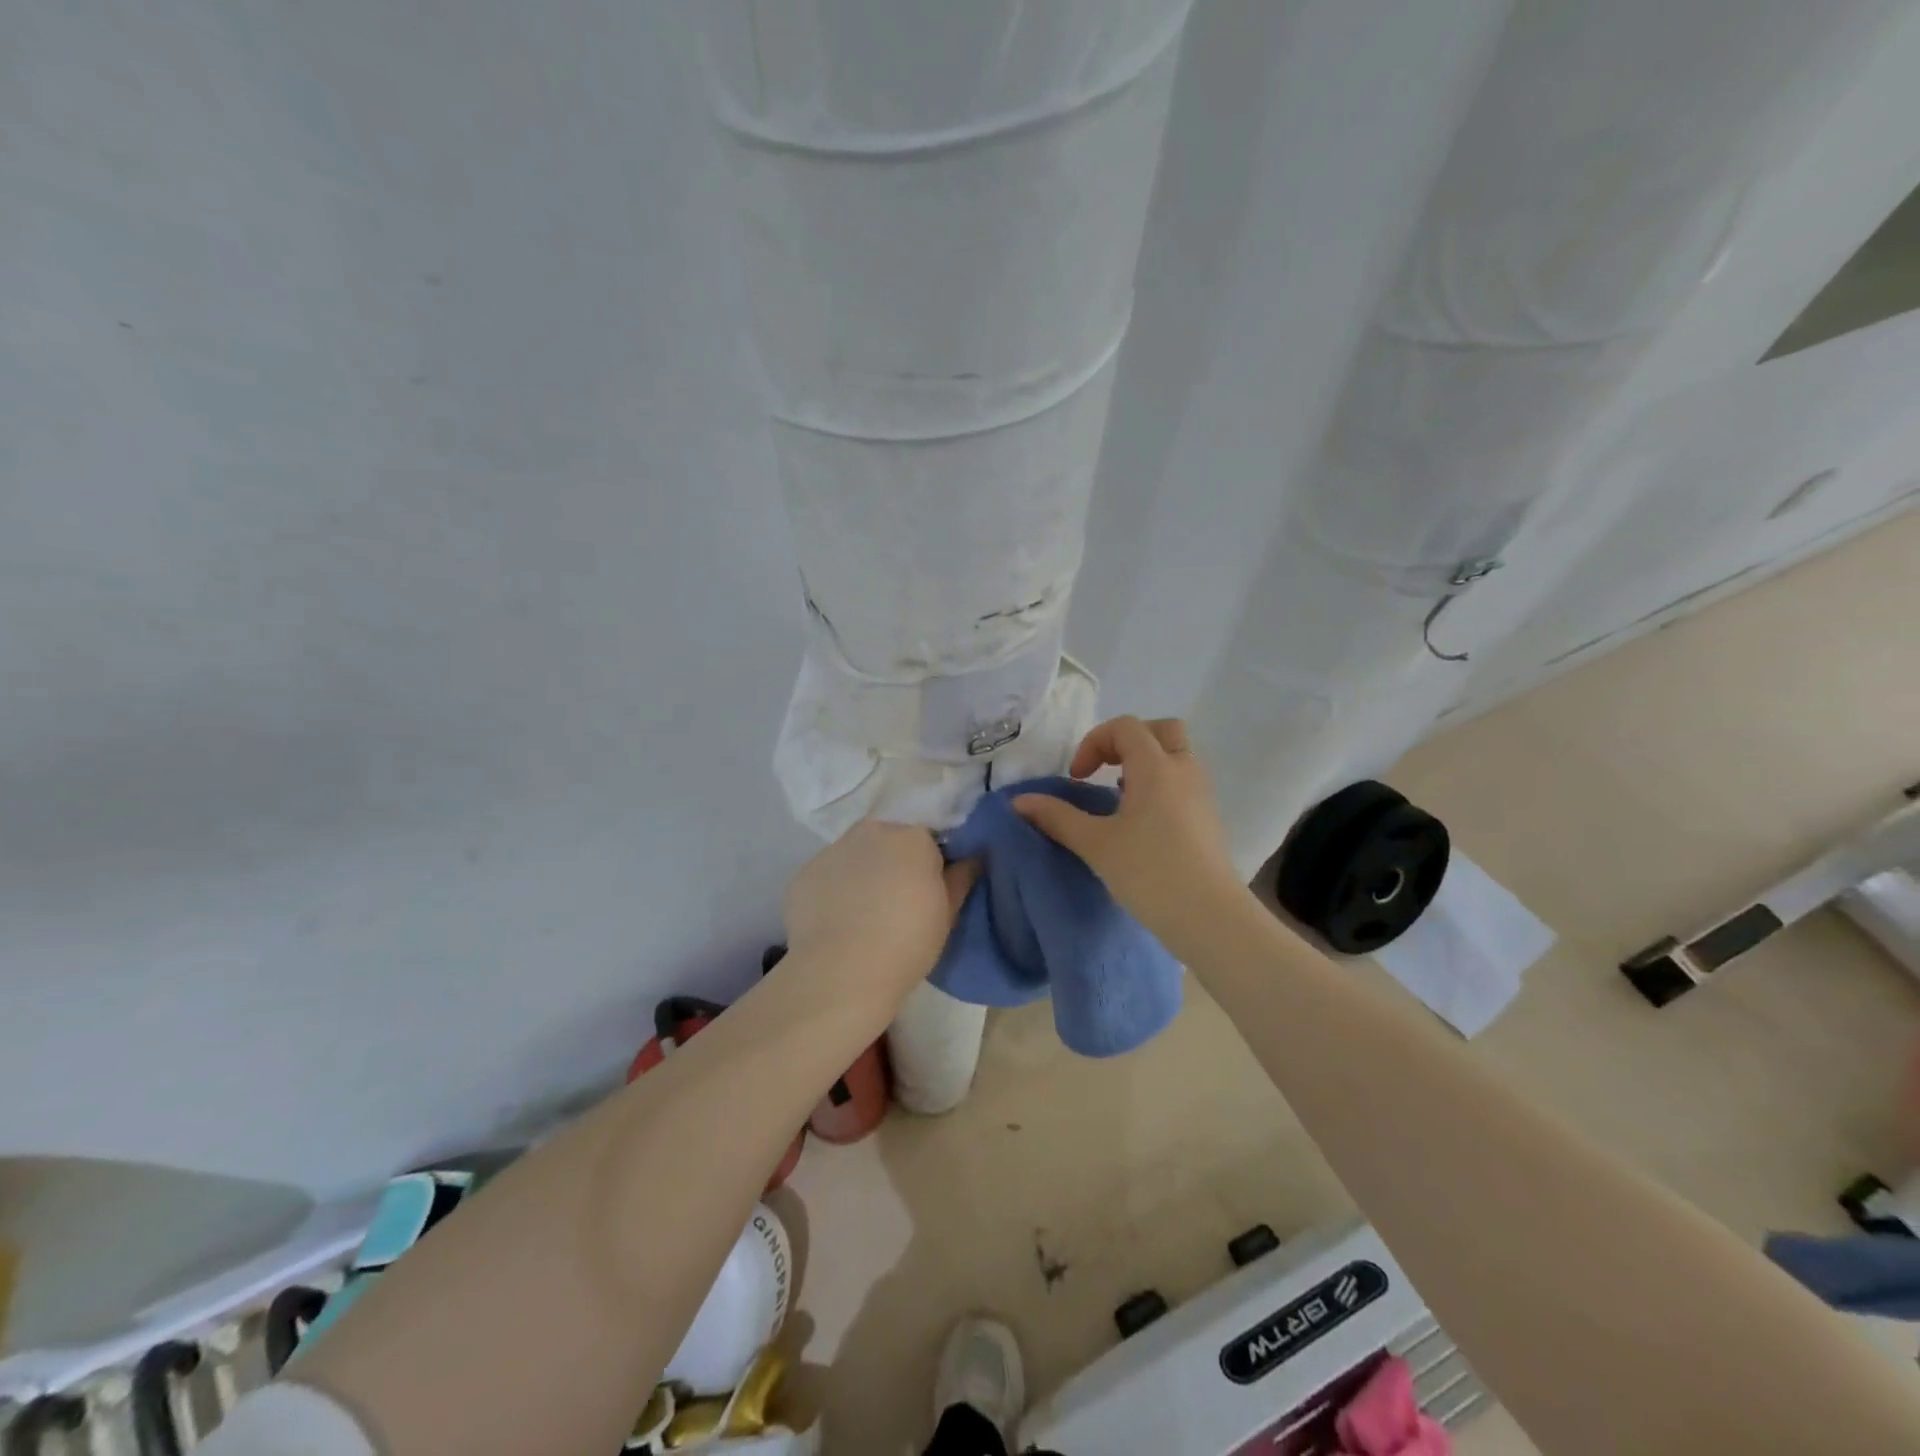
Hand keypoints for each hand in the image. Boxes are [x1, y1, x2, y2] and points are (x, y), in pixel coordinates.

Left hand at [783, 819, 977, 1004]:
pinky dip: (834, 891)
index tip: (930, 889)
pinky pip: (827, 876)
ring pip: (855, 855)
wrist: (842, 974)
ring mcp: (831, 850)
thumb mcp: (948, 914)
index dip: (930, 862)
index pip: (927, 836)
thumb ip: (961, 877)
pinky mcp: (802, 874)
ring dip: (863, 873)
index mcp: (910, 835)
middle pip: (888, 839)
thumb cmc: (907, 942)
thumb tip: (973, 857)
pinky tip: (837, 923)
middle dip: (894, 861)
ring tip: (864, 915)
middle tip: (898, 901)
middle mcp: (869, 831)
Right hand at [1013, 716, 1242, 953]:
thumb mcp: (1095, 844)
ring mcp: (1201, 793)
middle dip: (1128, 740)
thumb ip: (1056, 817)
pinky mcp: (1209, 818)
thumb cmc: (1148, 872)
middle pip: (1161, 729)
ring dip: (1145, 763)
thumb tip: (1019, 801)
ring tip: (1119, 797)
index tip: (1077, 778)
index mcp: (1155, 766)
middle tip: (1104, 769)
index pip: (1125, 727)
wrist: (1208, 915)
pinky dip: (1160, 784)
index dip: (1094, 742)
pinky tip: (1141, 821)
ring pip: (1176, 756)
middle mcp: (1183, 769)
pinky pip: (1183, 781)